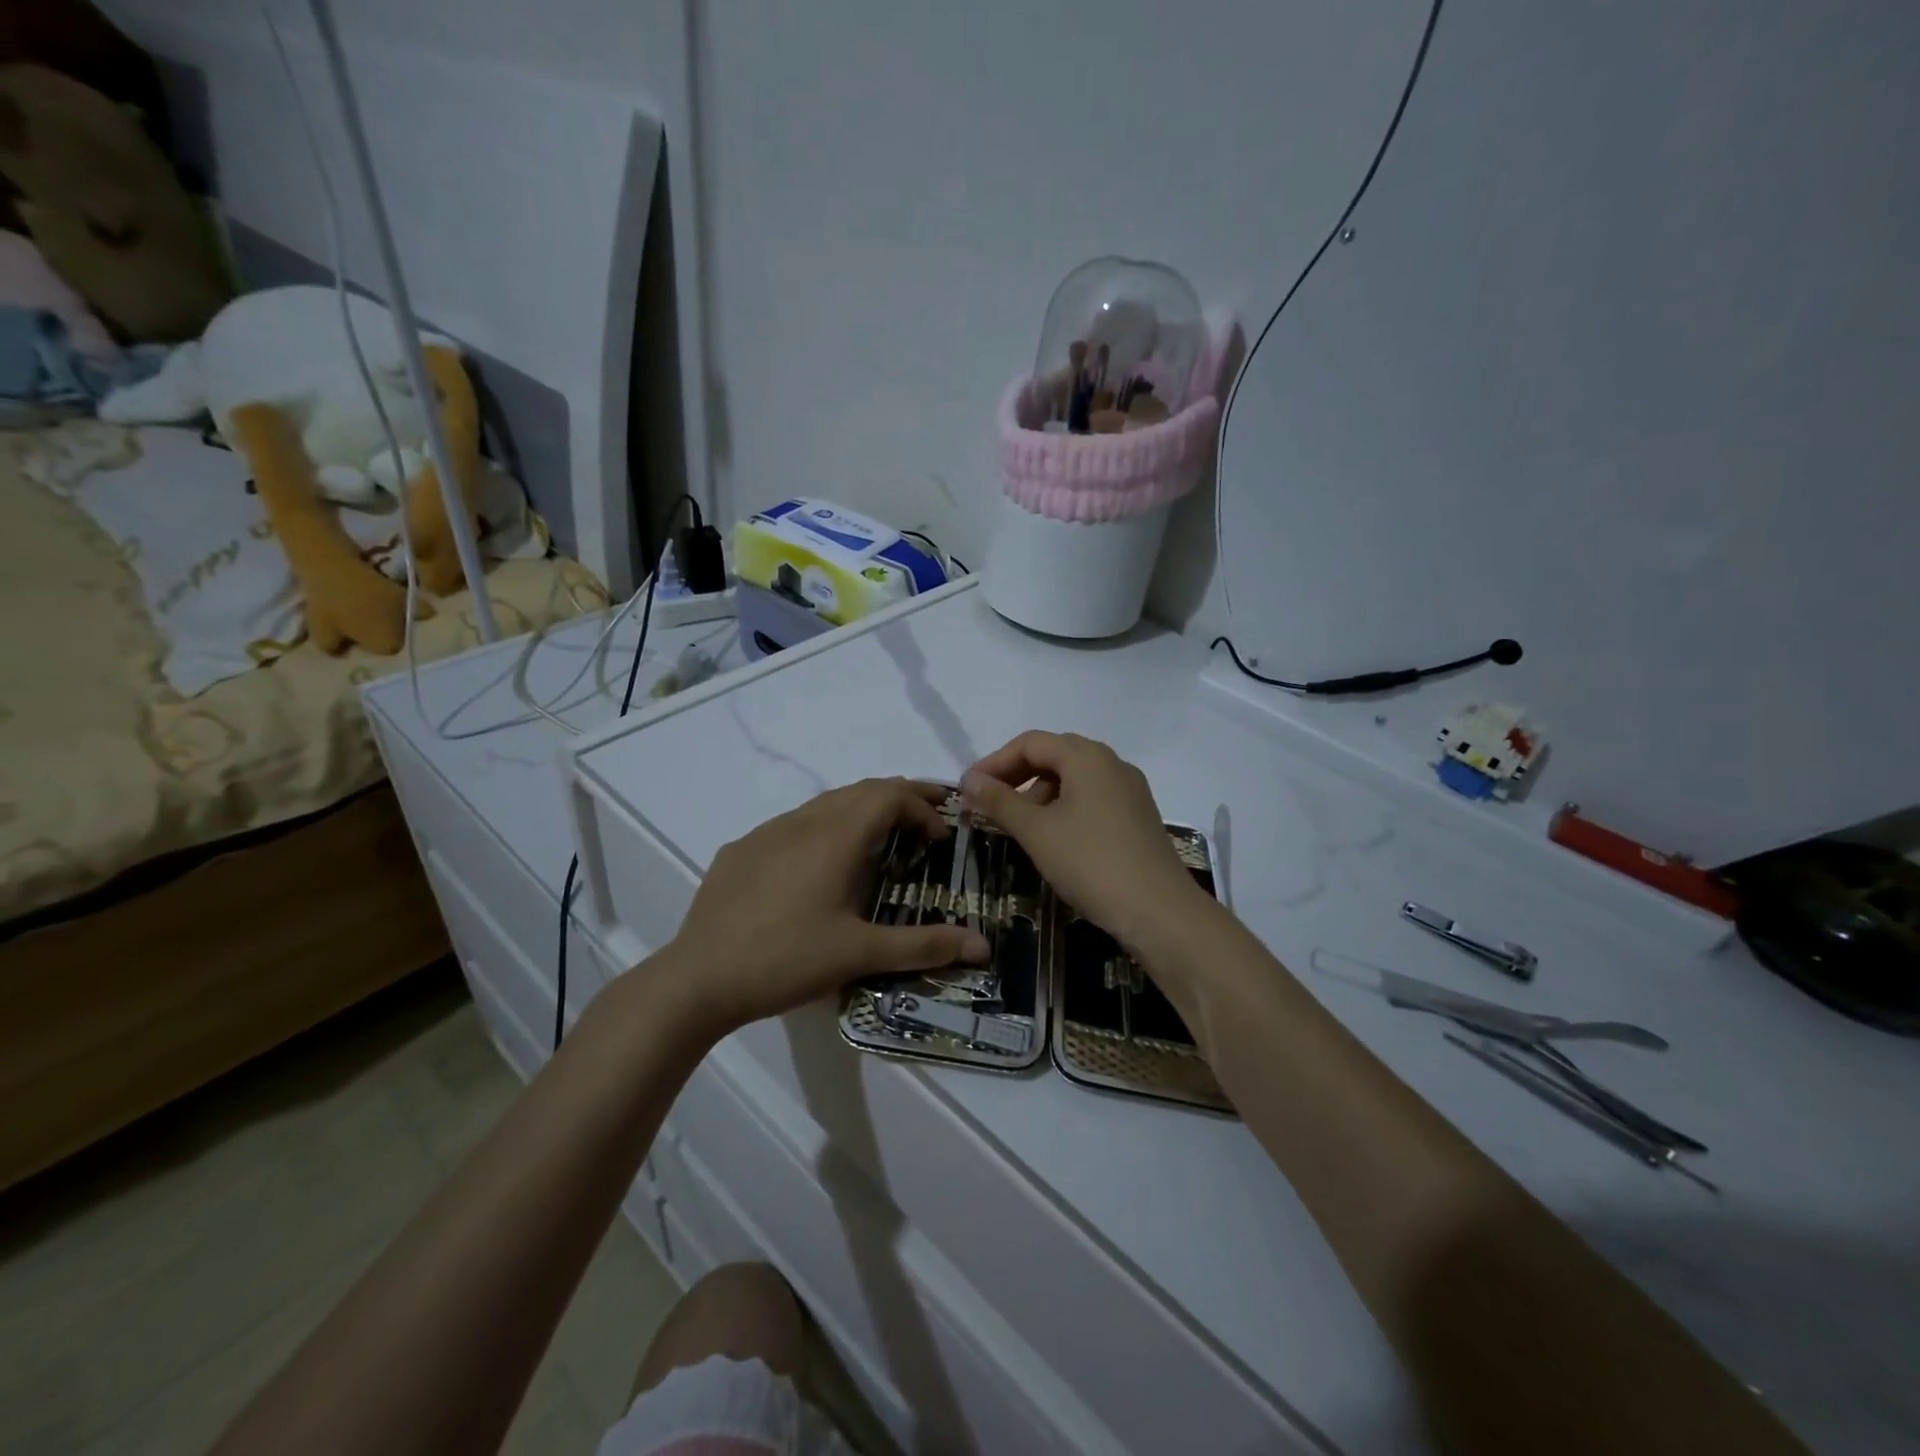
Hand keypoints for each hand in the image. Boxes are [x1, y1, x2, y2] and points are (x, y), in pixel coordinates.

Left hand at [666, 778, 990, 1033]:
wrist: (698, 978)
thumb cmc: (786, 960)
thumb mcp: (860, 954)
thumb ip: (924, 945)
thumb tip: (982, 946)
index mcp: (835, 837)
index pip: (890, 795)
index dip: (922, 806)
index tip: (940, 837)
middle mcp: (802, 821)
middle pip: (860, 790)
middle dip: (898, 798)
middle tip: (925, 821)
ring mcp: (766, 833)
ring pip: (824, 803)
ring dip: (860, 810)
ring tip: (880, 838)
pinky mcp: (740, 851)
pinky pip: (792, 824)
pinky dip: (823, 828)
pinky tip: (818, 865)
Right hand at [962, 732, 1208, 954]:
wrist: (1159, 912)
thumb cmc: (1091, 863)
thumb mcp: (1036, 831)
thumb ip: (999, 801)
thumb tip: (968, 779)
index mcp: (1087, 756)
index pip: (1030, 743)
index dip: (994, 763)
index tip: (969, 790)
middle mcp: (1112, 764)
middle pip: (1053, 757)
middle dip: (1016, 778)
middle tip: (988, 806)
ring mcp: (1129, 791)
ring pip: (1073, 780)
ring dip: (1039, 796)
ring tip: (1018, 829)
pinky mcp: (1138, 817)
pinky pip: (1091, 800)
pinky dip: (1063, 810)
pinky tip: (1052, 840)